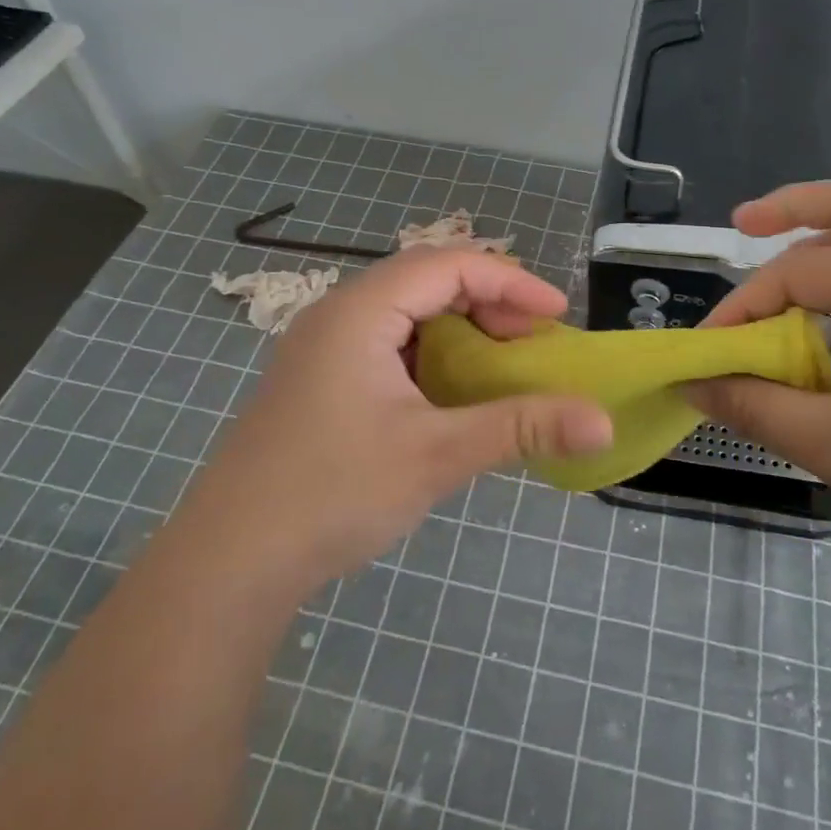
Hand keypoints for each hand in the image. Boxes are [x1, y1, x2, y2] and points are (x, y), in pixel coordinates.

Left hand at [196, 247, 611, 589]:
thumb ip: (522, 428)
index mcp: (360, 312)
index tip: (557, 317)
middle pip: (426, 282)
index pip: (449, 266)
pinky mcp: (319, 383)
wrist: (228, 563)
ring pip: (406, 315)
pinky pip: (387, 347)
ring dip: (459, 330)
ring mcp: (322, 350)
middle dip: (488, 303)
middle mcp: (338, 317)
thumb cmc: (333, 492)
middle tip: (532, 342)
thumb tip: (602, 422)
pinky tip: (450, 394)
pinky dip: (431, 357)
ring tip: (500, 363)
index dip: (511, 281)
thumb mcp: (437, 454)